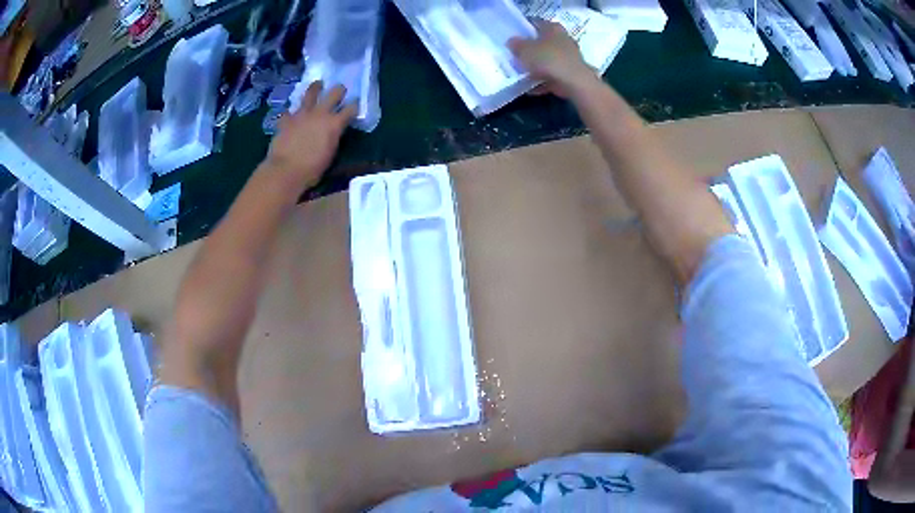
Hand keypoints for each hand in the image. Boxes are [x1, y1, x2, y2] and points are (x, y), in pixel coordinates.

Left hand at [264, 81, 357, 187]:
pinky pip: (289, 111)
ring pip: (310, 93)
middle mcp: (320, 113)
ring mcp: (302, 114)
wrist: (286, 170)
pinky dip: (291, 112)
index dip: (354, 106)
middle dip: (339, 90)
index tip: (355, 105)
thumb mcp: (330, 153)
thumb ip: (333, 138)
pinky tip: (291, 113)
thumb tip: (332, 132)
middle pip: (334, 93)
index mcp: (335, 124)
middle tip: (340, 90)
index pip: (350, 109)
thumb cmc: (312, 169)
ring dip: (315, 87)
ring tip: (317, 84)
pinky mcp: (286, 119)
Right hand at [508, 20, 597, 98]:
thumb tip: (512, 41)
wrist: (574, 83)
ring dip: (536, 67)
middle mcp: (563, 39)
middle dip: (530, 49)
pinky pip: (552, 76)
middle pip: (542, 42)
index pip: (536, 23)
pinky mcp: (570, 74)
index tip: (513, 37)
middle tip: (515, 56)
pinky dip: (542, 81)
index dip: (523, 28)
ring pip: (548, 60)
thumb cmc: (548, 59)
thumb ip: (516, 44)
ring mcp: (568, 58)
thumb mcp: (525, 49)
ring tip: (521, 74)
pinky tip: (530, 89)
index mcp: (553, 28)